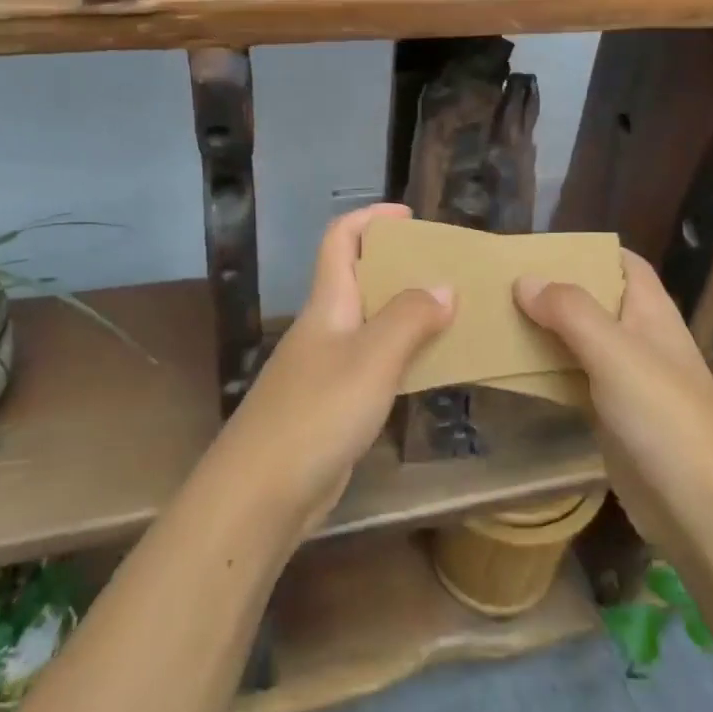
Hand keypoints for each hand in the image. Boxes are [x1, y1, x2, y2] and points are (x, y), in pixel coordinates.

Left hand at [212, 204, 453, 532]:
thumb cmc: (317, 412)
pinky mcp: (332, 406)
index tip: (411, 218)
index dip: (371, 218)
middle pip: (358, 278)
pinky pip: (372, 365)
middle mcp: (324, 328)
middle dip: (399, 266)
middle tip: (447, 271)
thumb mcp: (372, 358)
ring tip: (451, 316)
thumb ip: (410, 318)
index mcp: (327, 303)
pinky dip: (400, 357)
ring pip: (369, 324)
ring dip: (405, 314)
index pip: (340, 239)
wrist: (260, 494)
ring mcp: (324, 368)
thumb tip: (443, 287)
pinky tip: (427, 370)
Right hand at [515, 251, 712, 540]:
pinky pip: (574, 381)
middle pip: (595, 300)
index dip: (586, 250)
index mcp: (651, 311)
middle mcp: (640, 338)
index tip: (538, 249)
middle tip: (502, 283)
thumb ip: (570, 311)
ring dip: (545, 330)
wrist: (702, 510)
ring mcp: (627, 380)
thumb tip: (524, 280)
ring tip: (496, 318)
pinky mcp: (613, 417)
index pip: (623, 262)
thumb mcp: (615, 352)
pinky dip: (547, 371)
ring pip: (580, 342)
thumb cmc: (664, 416)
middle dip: (554, 290)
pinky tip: (513, 369)